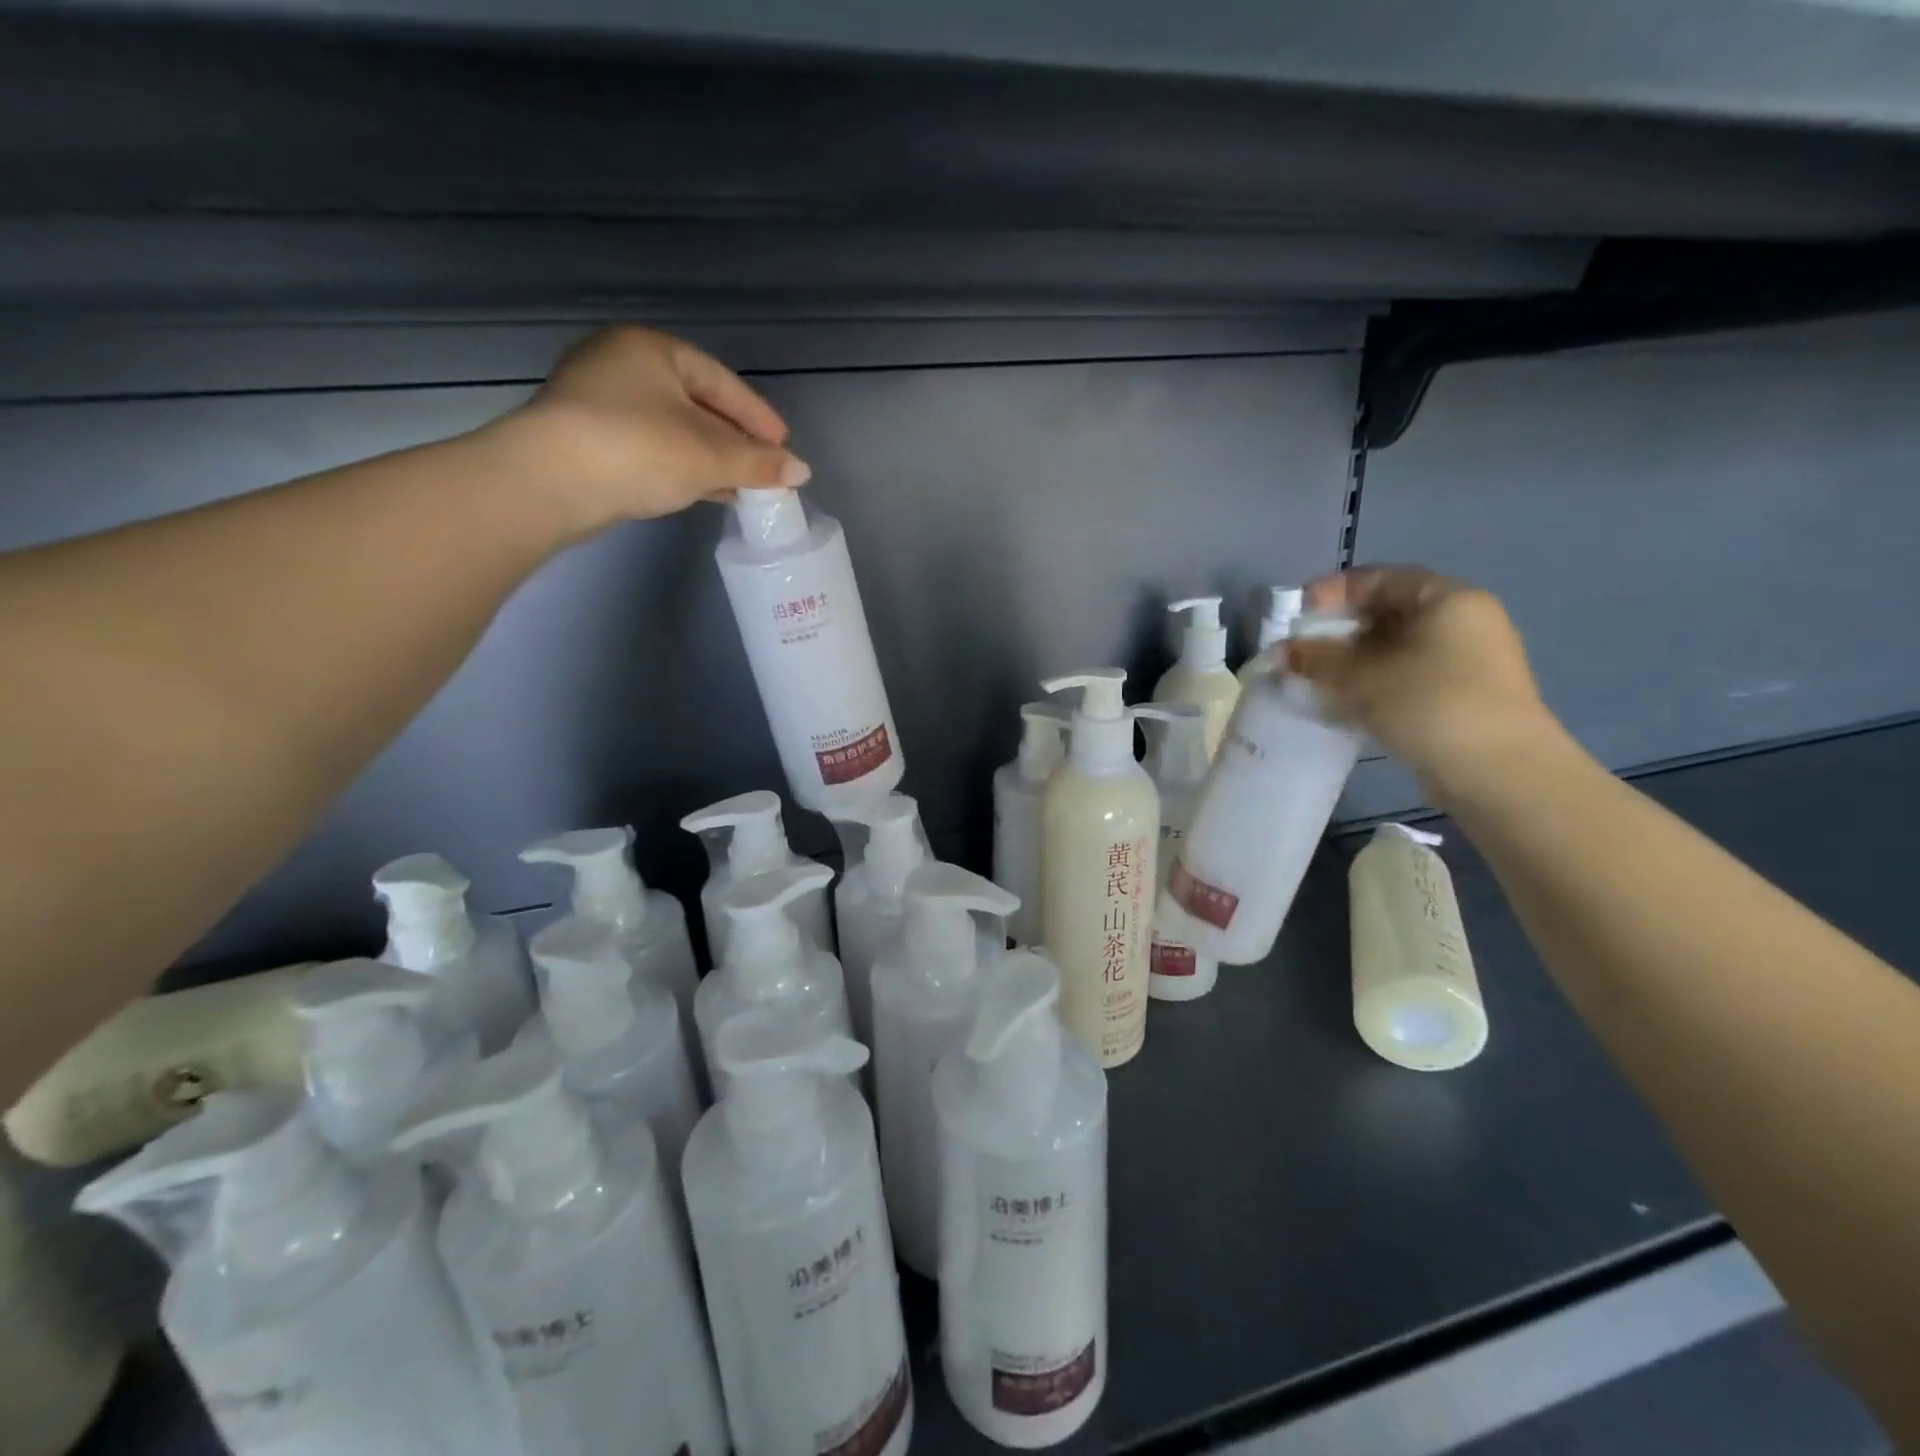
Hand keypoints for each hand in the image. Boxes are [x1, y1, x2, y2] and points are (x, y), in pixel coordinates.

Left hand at [483, 326, 809, 533]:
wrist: (549, 483)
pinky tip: (704, 490)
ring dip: (710, 457)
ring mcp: (598, 399)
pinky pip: (650, 446)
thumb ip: (758, 463)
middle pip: (697, 403)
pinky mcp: (586, 437)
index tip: (784, 446)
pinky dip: (681, 465)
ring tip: (741, 485)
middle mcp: (622, 363)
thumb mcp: (709, 457)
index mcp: (652, 350)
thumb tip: (802, 471)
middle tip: (765, 468)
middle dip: (734, 440)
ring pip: (673, 428)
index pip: (722, 382)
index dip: (758, 417)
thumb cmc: (638, 450)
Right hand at [1284, 565, 1565, 799]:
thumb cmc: (1430, 705)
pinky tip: (1344, 704)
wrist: (1499, 773)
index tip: (1297, 613)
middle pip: (1387, 613)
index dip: (1332, 592)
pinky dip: (1372, 683)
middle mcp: (1463, 622)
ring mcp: (1467, 661)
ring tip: (1314, 680)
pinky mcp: (1462, 697)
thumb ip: (1316, 659)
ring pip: (1395, 649)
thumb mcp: (1362, 678)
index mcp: (1447, 599)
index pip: (1380, 579)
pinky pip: (1407, 676)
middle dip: (1338, 631)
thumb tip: (1279, 651)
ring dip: (1351, 661)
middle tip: (1300, 650)